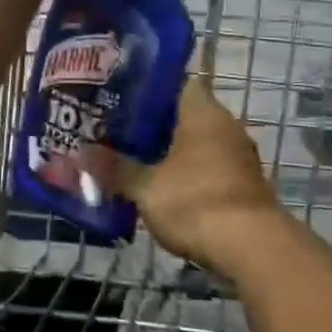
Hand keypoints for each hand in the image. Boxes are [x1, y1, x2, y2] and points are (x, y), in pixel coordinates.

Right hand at [113, 79, 281, 275]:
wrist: (252, 250)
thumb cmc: (195, 201)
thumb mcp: (145, 186)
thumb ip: (113, 168)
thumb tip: (78, 153)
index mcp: (203, 112)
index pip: (176, 82)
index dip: (148, 86)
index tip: (121, 95)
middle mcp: (225, 126)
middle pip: (184, 114)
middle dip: (153, 123)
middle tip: (117, 128)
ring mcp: (239, 157)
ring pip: (197, 143)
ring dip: (170, 150)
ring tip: (132, 157)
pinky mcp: (244, 185)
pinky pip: (208, 168)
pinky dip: (187, 173)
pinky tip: (161, 186)